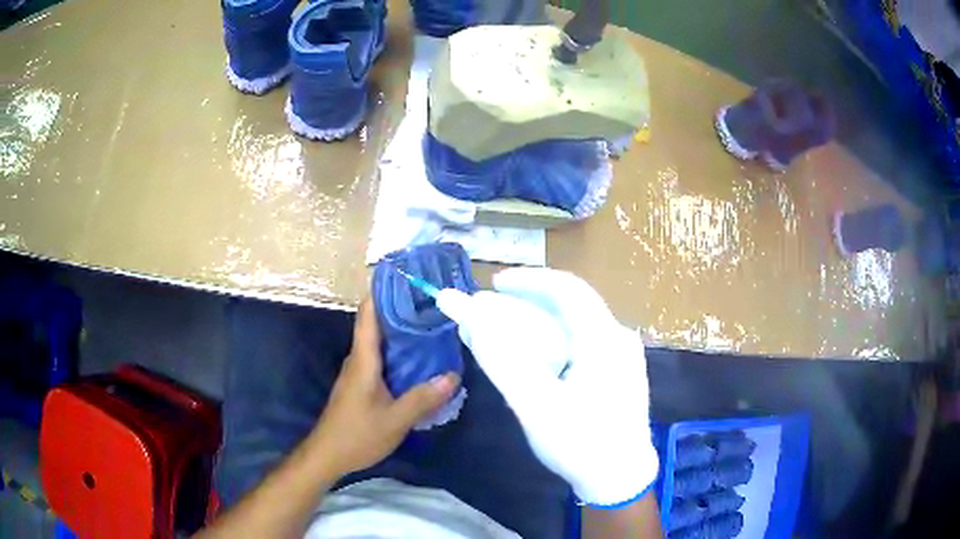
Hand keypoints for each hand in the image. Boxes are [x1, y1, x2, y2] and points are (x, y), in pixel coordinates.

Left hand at [309, 298, 458, 475]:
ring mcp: (358, 373)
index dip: (382, 292)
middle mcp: (359, 360)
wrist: (327, 455)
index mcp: (364, 359)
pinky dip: (399, 354)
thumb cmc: (358, 434)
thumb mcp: (396, 419)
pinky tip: (418, 361)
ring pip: (380, 344)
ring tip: (431, 326)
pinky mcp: (361, 385)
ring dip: (401, 333)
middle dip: (401, 310)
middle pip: (377, 325)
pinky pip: (381, 360)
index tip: (404, 276)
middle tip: (431, 301)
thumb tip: (453, 375)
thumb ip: (423, 398)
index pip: (369, 315)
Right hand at [456, 268, 657, 506]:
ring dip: (539, 322)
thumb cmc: (580, 443)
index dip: (528, 280)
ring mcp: (622, 357)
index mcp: (604, 338)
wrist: (621, 479)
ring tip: (506, 330)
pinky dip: (553, 341)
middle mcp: (618, 338)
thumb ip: (502, 360)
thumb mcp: (535, 404)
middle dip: (528, 302)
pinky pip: (582, 344)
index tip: (494, 283)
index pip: (567, 288)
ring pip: (576, 325)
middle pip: (571, 305)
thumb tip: (472, 318)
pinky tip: (535, 357)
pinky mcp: (619, 374)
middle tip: (492, 308)